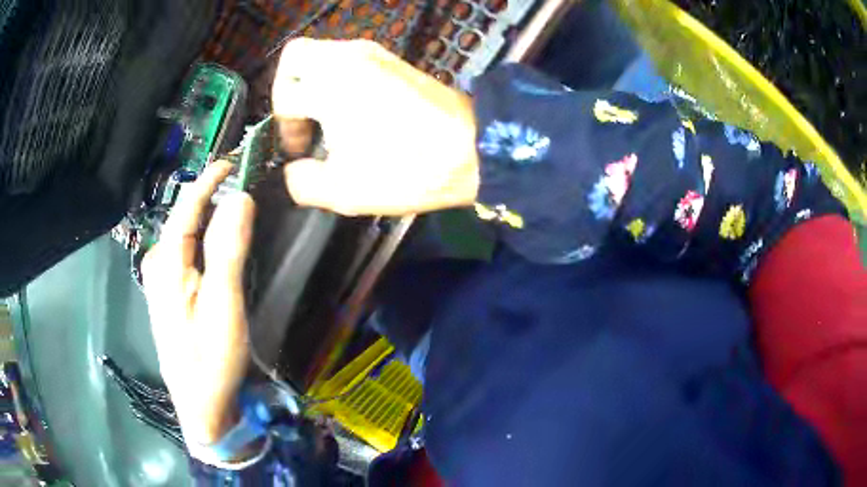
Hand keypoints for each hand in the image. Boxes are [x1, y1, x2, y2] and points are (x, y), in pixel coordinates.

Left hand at [141, 162, 254, 445]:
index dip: (208, 180)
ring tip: (237, 207)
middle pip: (185, 219)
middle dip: (211, 197)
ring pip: (188, 237)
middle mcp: (158, 265)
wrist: (202, 406)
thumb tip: (240, 196)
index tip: (233, 160)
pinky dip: (207, 241)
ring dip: (211, 219)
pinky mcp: (172, 295)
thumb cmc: (210, 358)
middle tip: (244, 184)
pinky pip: (189, 255)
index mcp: (166, 262)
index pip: (186, 207)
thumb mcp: (223, 304)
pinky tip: (222, 245)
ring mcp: (162, 282)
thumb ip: (228, 248)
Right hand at [273, 38, 479, 215]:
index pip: (284, 95)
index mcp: (330, 85)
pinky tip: (353, 110)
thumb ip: (303, 183)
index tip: (301, 151)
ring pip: (323, 54)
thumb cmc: (409, 168)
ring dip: (314, 83)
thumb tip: (294, 171)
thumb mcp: (345, 191)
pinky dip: (338, 79)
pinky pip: (348, 59)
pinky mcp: (393, 59)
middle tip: (302, 119)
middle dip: (288, 88)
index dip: (285, 128)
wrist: (474, 148)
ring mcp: (374, 53)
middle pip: (295, 56)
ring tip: (327, 119)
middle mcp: (348, 57)